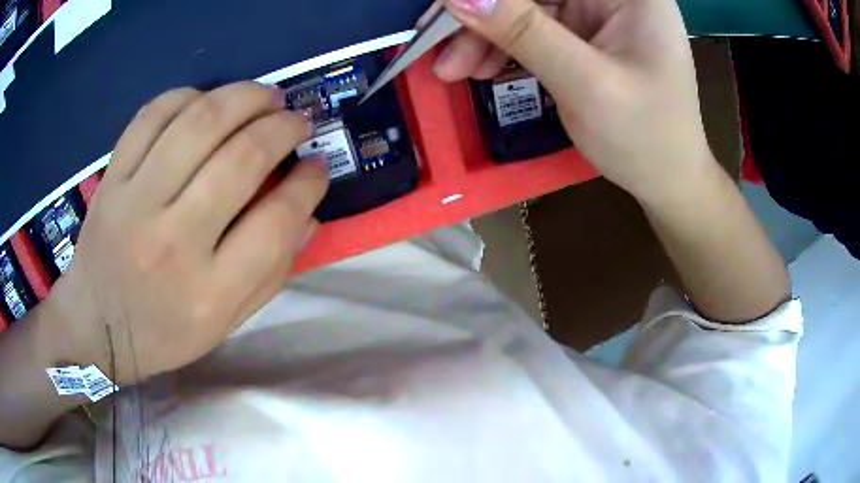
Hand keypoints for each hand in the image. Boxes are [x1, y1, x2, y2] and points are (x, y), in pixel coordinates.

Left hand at [42, 82, 328, 384]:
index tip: (316, 165)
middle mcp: (173, 241)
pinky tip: (206, 101)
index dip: (308, 183)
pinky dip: (188, 96)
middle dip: (283, 128)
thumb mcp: (224, 324)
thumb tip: (308, 214)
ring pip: (199, 123)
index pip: (276, 221)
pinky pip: (152, 116)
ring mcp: (135, 202)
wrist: (95, 327)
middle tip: (297, 120)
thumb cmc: (162, 333)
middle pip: (241, 159)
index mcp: (209, 292)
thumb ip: (271, 275)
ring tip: (265, 96)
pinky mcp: (112, 179)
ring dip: (245, 97)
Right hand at [430, 0, 712, 201]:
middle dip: (484, 15)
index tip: (445, 11)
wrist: (668, 181)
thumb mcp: (586, 84)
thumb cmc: (645, 139)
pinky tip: (479, 67)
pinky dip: (501, 45)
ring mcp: (598, 12)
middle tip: (439, 47)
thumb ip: (524, 32)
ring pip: (526, 6)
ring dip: (484, 33)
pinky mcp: (585, 33)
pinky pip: (531, 27)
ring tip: (454, 70)